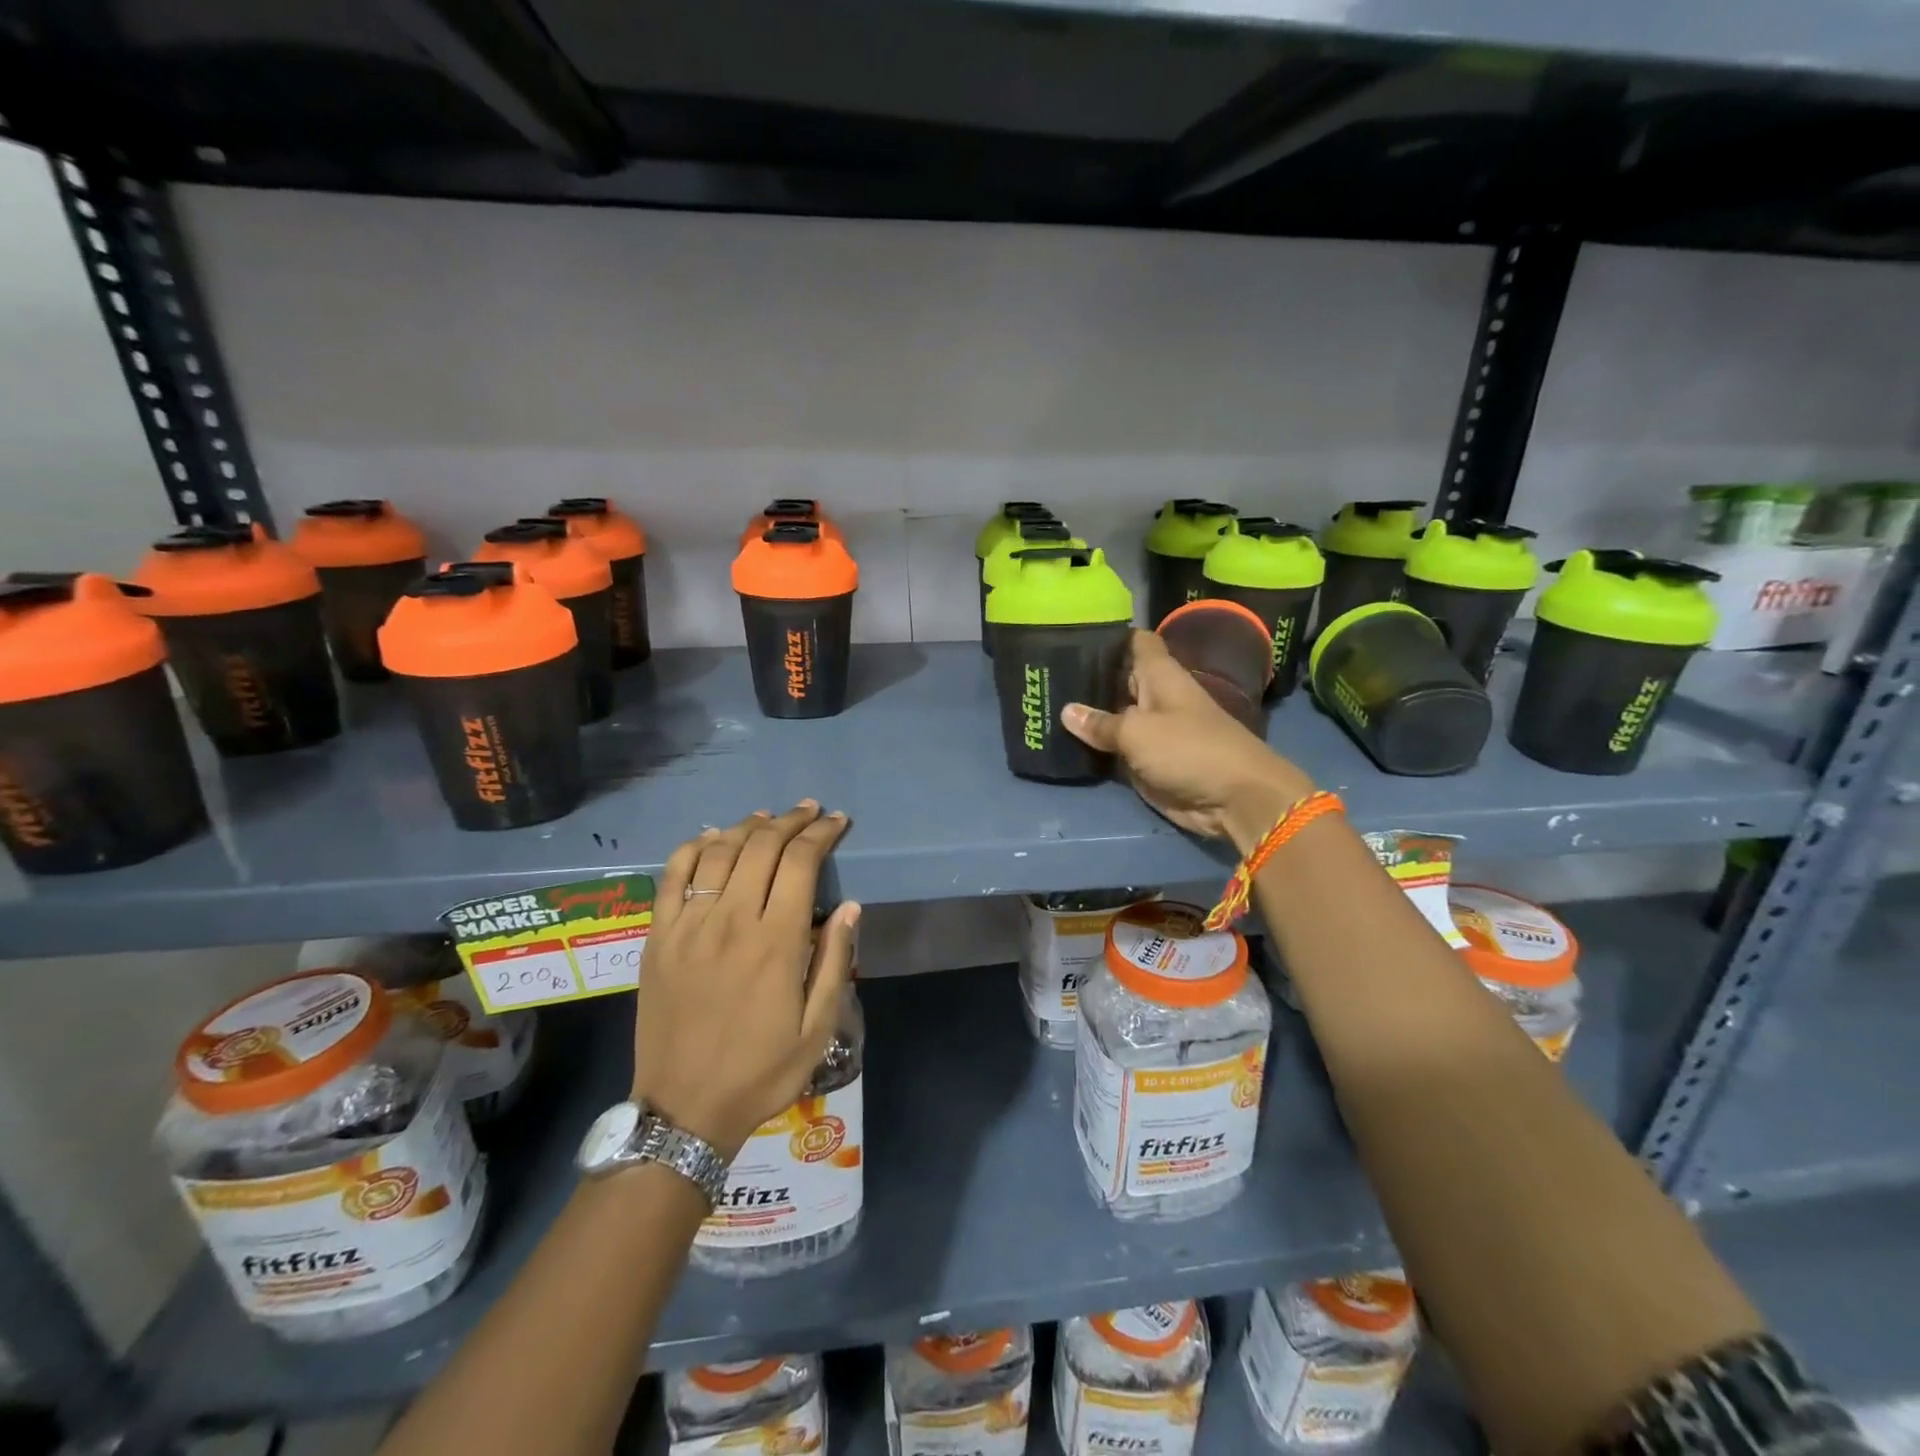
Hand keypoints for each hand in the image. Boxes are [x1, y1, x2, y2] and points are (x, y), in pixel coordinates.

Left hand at [636, 802, 858, 1160]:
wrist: (684, 1110)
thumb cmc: (761, 1072)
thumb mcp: (817, 1028)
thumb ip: (834, 962)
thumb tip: (850, 906)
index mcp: (776, 942)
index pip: (801, 863)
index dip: (822, 834)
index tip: (838, 822)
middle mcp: (732, 921)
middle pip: (762, 847)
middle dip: (791, 821)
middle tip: (809, 812)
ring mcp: (689, 926)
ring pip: (719, 852)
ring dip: (747, 826)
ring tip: (767, 818)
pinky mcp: (658, 937)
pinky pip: (672, 876)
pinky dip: (694, 847)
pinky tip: (711, 838)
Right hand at [1063, 630, 1314, 853]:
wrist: (1234, 798)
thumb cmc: (1189, 749)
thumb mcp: (1137, 732)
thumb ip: (1101, 723)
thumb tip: (1067, 711)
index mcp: (1160, 675)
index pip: (1135, 642)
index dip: (1109, 636)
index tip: (1072, 633)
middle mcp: (1155, 697)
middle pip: (1118, 679)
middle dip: (1087, 677)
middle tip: (1043, 673)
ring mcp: (1152, 730)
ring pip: (1114, 715)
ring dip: (1088, 715)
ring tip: (1045, 702)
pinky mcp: (1149, 760)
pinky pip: (1117, 747)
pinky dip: (1096, 745)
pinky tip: (1063, 739)